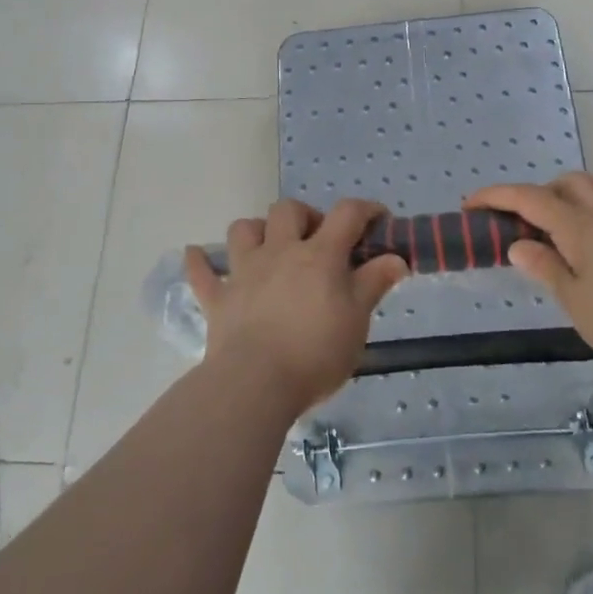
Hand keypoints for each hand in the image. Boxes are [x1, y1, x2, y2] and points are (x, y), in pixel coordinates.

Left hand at [186, 199, 409, 412]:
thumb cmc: (316, 352)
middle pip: (288, 210)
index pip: (347, 214)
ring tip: (270, 247)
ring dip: (257, 230)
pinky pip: (202, 272)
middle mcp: (280, 252)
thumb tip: (396, 258)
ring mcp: (244, 272)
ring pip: (243, 229)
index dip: (366, 210)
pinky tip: (196, 255)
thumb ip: (374, 284)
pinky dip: (200, 262)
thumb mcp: (357, 320)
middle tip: (318, 241)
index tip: (378, 220)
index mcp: (319, 255)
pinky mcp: (218, 298)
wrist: (256, 383)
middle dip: (306, 216)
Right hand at [468, 174, 592, 375]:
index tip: (472, 204)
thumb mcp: (574, 301)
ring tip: (582, 210)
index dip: (496, 196)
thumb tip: (518, 245)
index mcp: (580, 227)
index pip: (529, 200)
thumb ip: (546, 268)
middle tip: (531, 220)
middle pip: (572, 183)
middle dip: (545, 192)